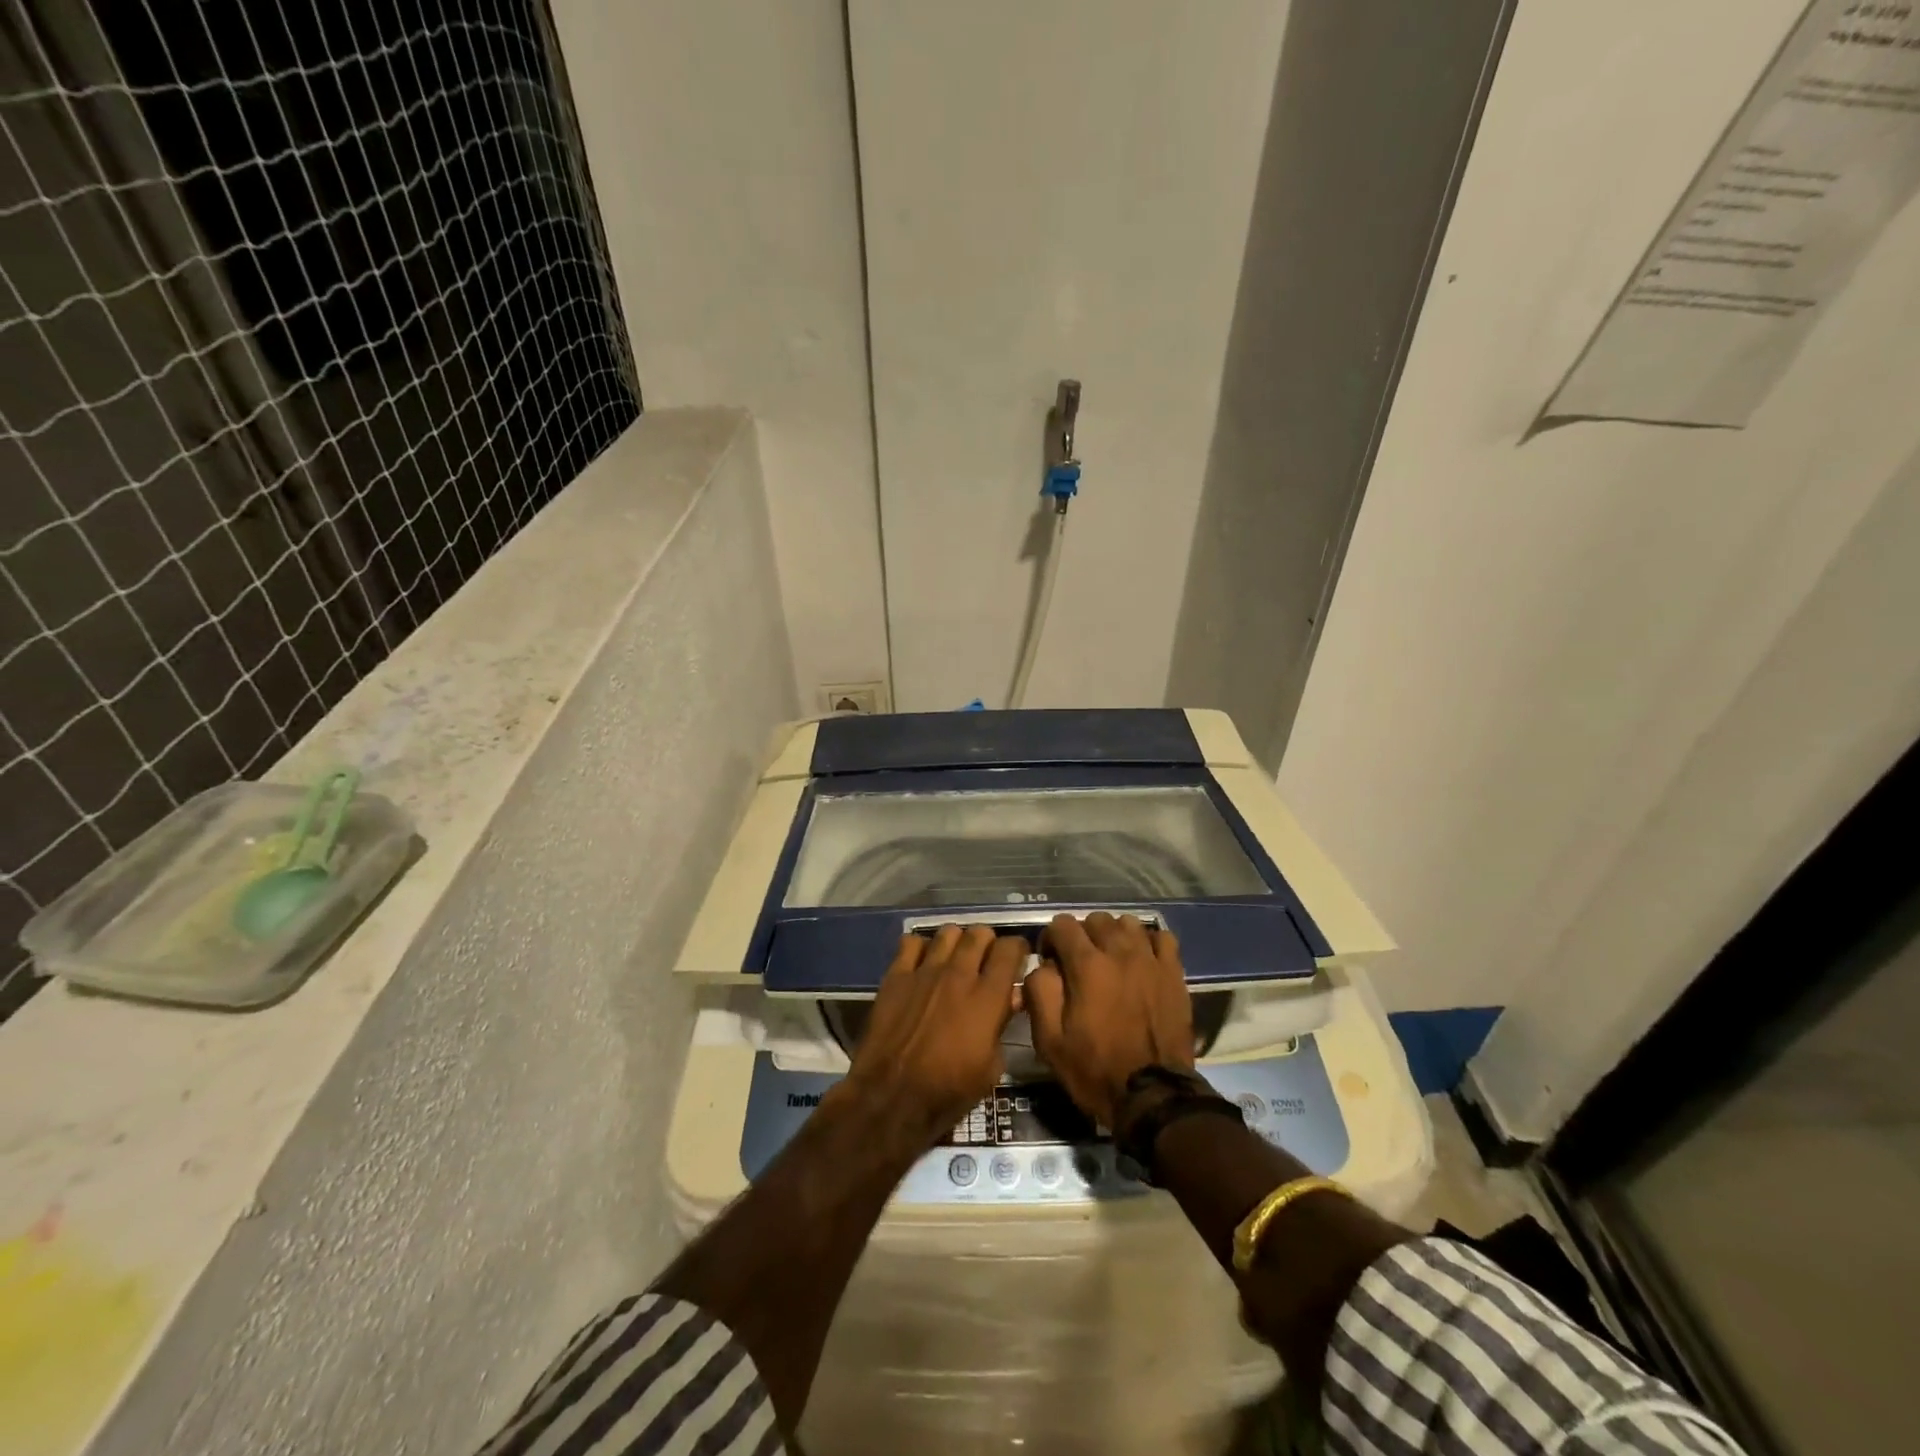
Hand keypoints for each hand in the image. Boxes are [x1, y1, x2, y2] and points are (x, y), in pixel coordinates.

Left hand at [843, 925, 1025, 1148]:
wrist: (891, 1097)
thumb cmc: (948, 1091)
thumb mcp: (991, 1067)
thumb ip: (1002, 1024)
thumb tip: (1011, 997)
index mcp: (987, 997)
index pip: (1009, 949)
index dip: (1017, 949)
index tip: (1017, 958)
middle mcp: (958, 974)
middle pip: (979, 933)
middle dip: (987, 943)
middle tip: (985, 960)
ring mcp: (925, 971)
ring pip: (948, 932)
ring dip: (957, 942)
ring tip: (955, 958)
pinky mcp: (896, 975)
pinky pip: (911, 942)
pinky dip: (921, 947)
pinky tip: (923, 963)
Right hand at [1025, 912, 1194, 1127]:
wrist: (1153, 1096)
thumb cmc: (1095, 1070)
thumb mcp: (1049, 1040)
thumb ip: (1039, 991)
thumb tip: (1043, 965)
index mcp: (1086, 965)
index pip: (1062, 924)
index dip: (1050, 939)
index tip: (1050, 961)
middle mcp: (1119, 952)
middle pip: (1095, 919)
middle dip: (1081, 935)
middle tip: (1079, 963)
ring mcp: (1151, 960)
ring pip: (1128, 923)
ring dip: (1114, 935)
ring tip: (1110, 960)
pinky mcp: (1174, 973)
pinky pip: (1161, 938)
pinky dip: (1148, 942)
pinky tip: (1141, 961)